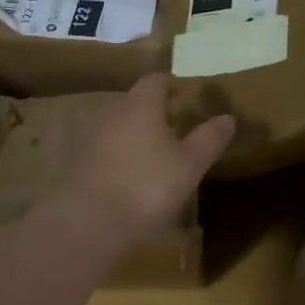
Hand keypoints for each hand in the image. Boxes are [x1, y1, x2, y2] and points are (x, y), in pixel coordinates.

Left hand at [61, 74, 234, 246]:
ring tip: (155, 155)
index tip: (184, 92)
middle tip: (175, 127)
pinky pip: (104, 152)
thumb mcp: (190, 165)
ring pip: (118, 128)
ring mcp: (89, 139)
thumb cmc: (146, 187)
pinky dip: (119, 157)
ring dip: (135, 136)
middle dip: (154, 111)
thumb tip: (228, 117)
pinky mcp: (76, 165)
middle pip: (134, 103)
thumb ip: (209, 138)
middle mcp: (111, 114)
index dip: (170, 83)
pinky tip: (130, 179)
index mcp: (140, 107)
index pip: (155, 81)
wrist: (88, 224)